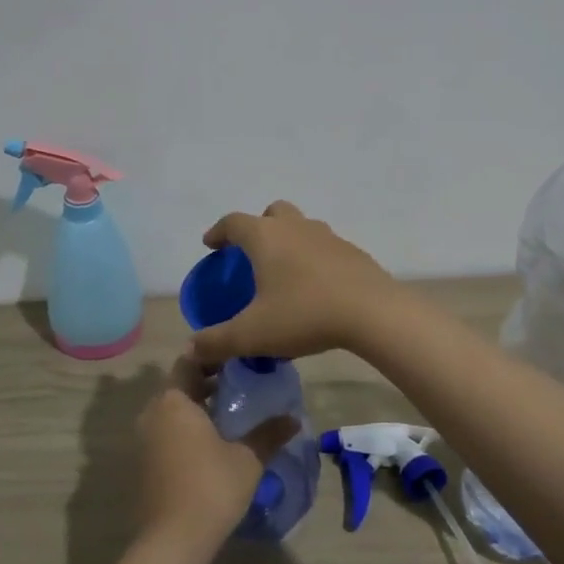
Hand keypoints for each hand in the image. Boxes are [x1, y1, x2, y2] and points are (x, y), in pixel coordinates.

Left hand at [135, 358, 297, 552]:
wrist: (172, 541)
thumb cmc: (211, 488)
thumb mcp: (248, 459)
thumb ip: (269, 434)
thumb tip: (294, 418)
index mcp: (174, 401)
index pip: (188, 361)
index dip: (211, 356)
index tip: (236, 357)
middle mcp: (153, 412)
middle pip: (179, 385)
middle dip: (206, 381)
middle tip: (239, 382)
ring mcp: (144, 438)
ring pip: (172, 409)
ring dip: (196, 406)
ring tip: (230, 411)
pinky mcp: (144, 461)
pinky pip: (166, 430)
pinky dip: (186, 427)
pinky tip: (212, 441)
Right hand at [190, 202, 404, 363]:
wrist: (372, 312)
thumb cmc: (304, 314)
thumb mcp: (253, 334)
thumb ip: (217, 341)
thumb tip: (190, 349)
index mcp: (265, 237)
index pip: (233, 222)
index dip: (218, 232)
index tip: (211, 246)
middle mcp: (295, 227)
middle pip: (272, 213)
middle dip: (258, 227)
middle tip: (251, 254)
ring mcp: (327, 236)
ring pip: (301, 227)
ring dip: (288, 241)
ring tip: (284, 272)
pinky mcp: (352, 252)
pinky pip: (324, 247)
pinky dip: (313, 258)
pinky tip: (315, 287)